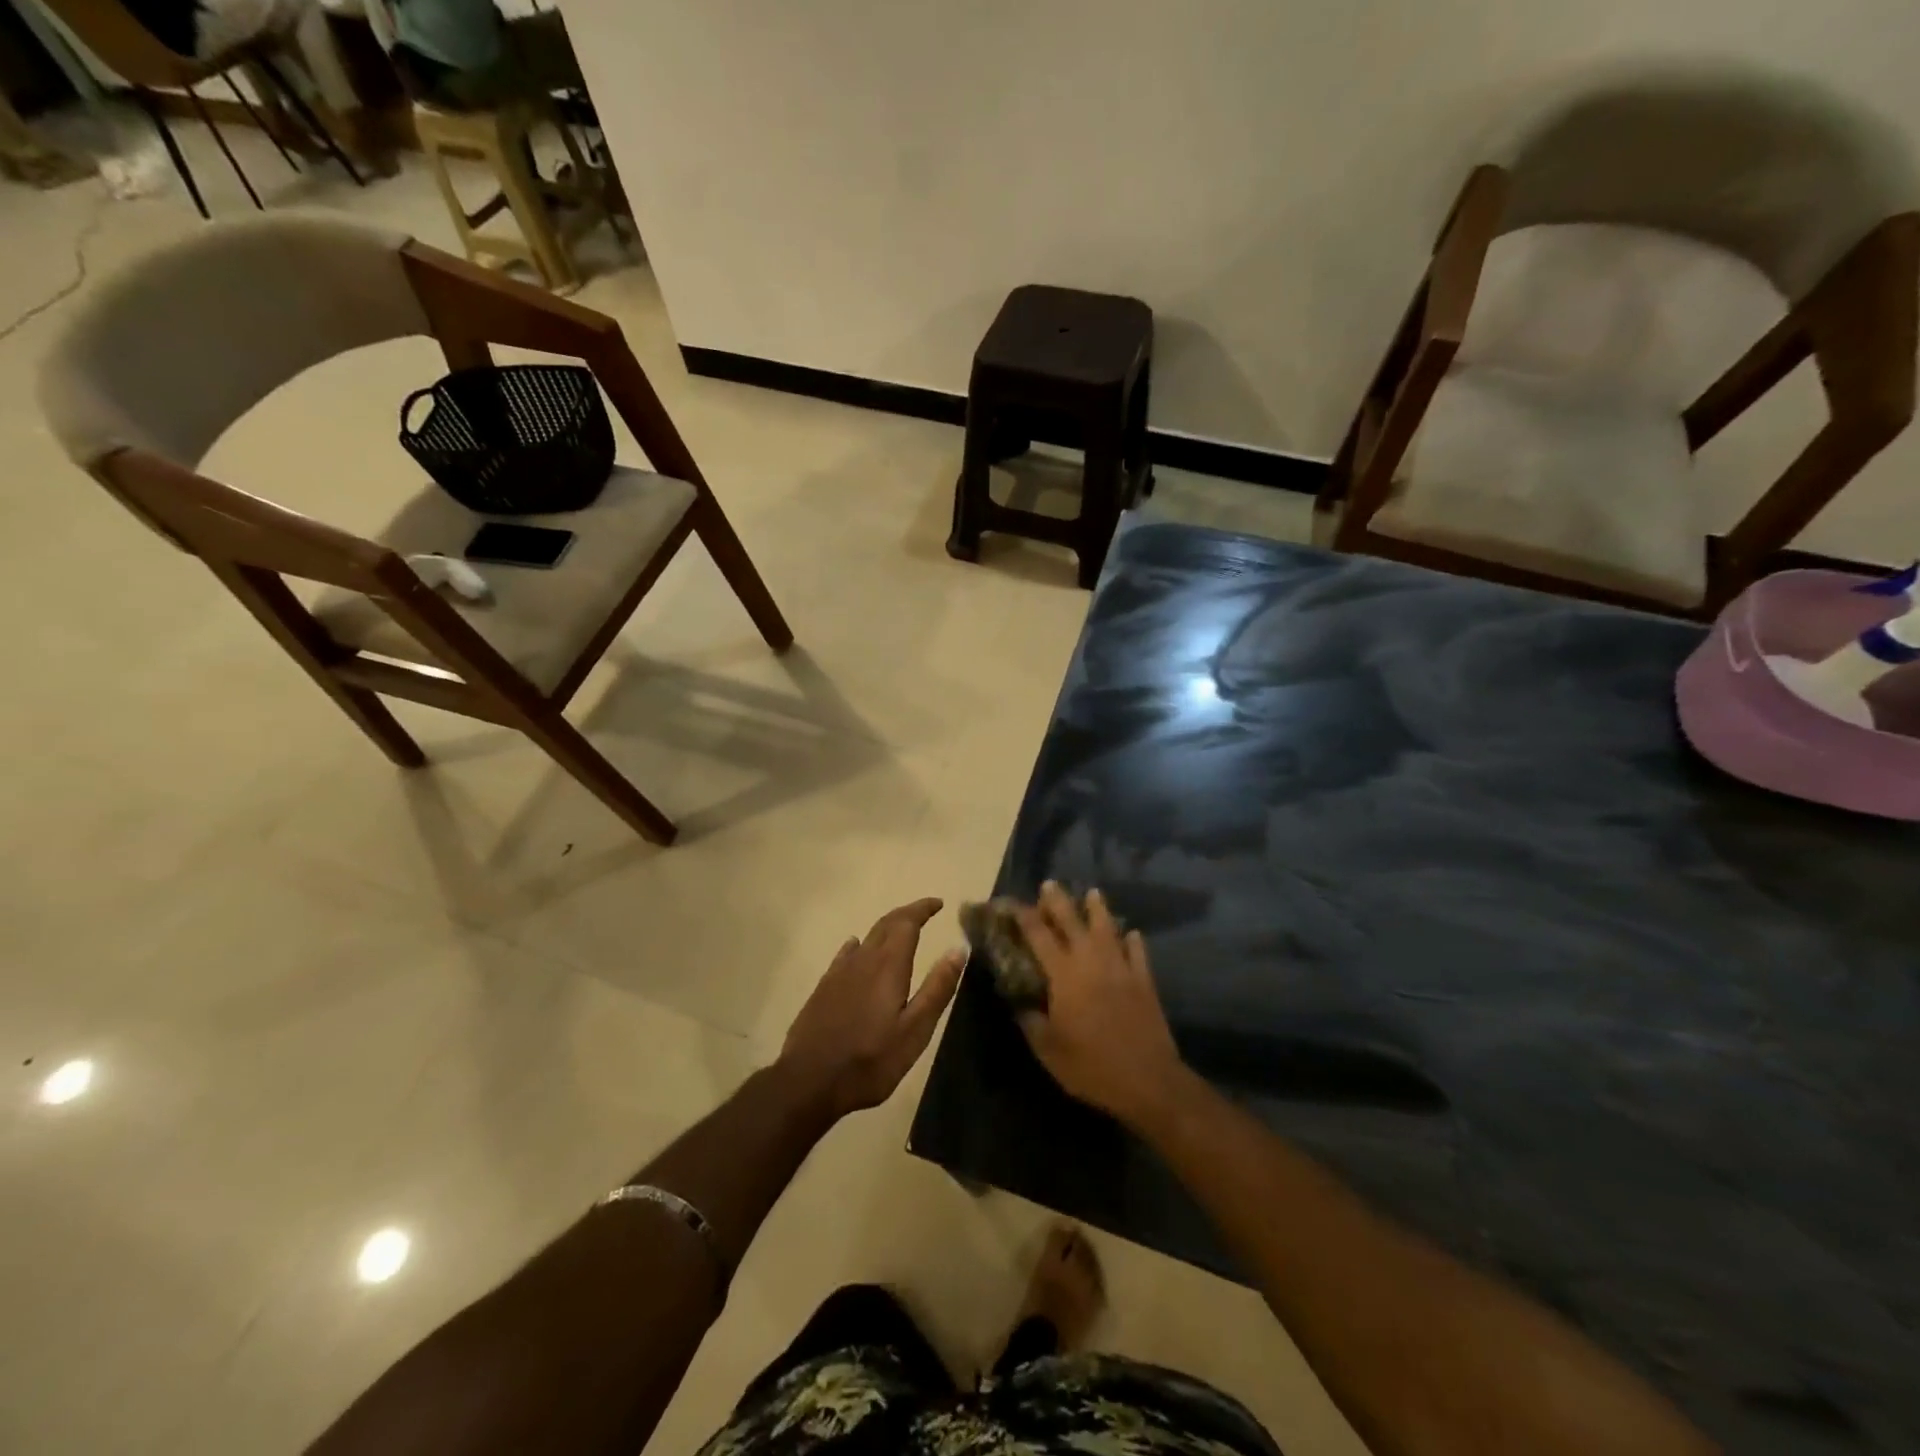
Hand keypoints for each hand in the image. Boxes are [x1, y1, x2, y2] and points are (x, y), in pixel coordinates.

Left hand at [780, 898, 966, 1119]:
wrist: (809, 1080)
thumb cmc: (870, 1060)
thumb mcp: (915, 1030)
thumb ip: (937, 989)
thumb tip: (957, 950)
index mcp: (888, 966)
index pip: (907, 923)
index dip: (922, 909)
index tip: (937, 903)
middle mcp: (863, 959)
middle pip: (886, 924)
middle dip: (907, 914)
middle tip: (924, 912)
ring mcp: (839, 972)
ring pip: (866, 938)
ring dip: (886, 929)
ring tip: (899, 931)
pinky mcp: (824, 987)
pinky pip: (846, 954)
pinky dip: (859, 945)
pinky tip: (856, 949)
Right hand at [1015, 882, 1187, 1129]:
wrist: (1147, 1080)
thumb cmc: (1091, 1066)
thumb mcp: (1047, 1049)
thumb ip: (1030, 1020)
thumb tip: (1019, 1002)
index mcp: (1063, 974)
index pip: (1039, 936)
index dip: (1024, 917)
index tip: (1012, 904)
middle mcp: (1091, 961)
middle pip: (1072, 921)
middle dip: (1058, 901)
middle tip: (1050, 885)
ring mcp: (1121, 968)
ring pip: (1108, 928)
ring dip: (1098, 909)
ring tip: (1093, 893)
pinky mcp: (1144, 981)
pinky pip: (1138, 952)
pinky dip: (1133, 940)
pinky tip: (1132, 933)